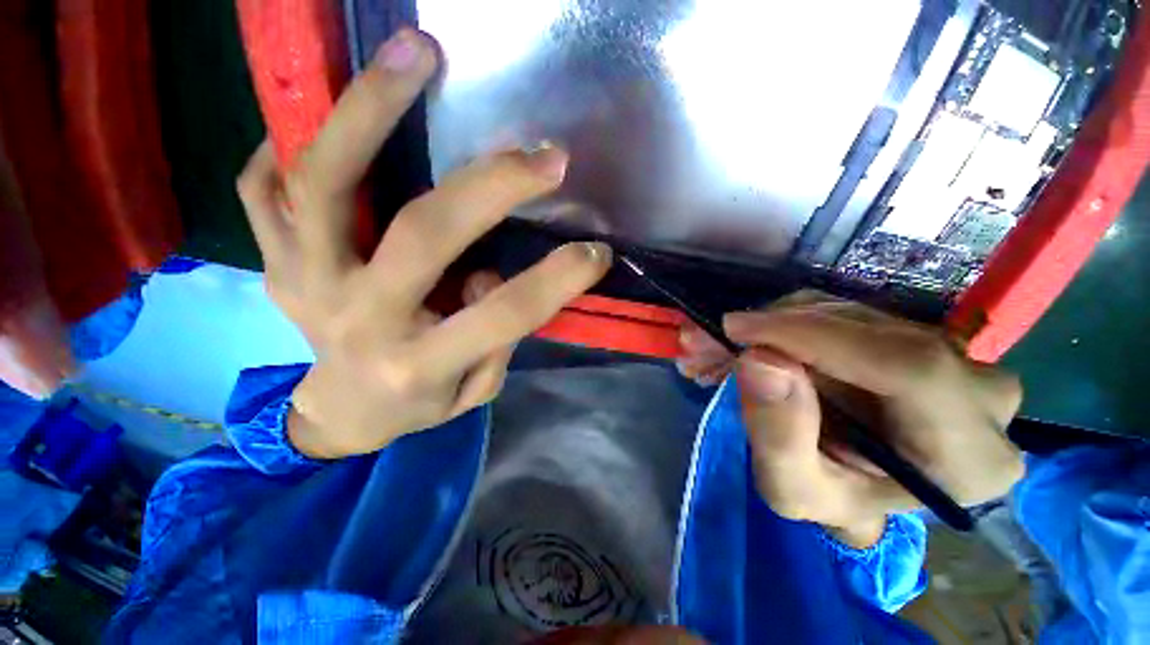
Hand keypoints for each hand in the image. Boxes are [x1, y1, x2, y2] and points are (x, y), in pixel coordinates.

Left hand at [236, 28, 611, 458]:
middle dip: (494, 185)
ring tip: (416, 54)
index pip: (504, 313)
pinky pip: (265, 187)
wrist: (340, 414)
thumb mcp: (470, 392)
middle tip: (545, 156)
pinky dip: (292, 139)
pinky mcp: (275, 262)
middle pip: (425, 232)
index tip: (597, 252)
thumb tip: (486, 273)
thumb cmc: (415, 406)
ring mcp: (306, 282)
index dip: (558, 279)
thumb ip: (492, 342)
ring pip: (326, 182)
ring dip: (371, 108)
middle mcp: (360, 318)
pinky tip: (329, 111)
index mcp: (418, 363)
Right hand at [678, 292, 1023, 546]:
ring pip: (846, 315)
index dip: (812, 336)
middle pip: (868, 332)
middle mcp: (978, 392)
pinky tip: (746, 342)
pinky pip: (842, 313)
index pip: (905, 366)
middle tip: (703, 341)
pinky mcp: (914, 334)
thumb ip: (780, 437)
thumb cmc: (837, 498)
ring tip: (714, 348)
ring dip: (768, 325)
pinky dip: (783, 323)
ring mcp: (952, 355)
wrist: (862, 482)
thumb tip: (759, 358)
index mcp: (968, 454)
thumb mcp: (795, 490)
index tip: (734, 329)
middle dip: (770, 330)